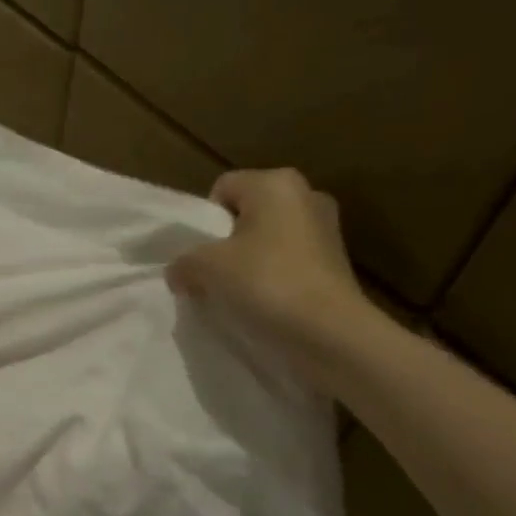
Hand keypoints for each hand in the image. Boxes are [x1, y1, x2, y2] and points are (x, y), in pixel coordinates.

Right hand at [168, 168, 374, 367]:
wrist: (329, 332)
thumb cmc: (266, 283)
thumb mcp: (205, 268)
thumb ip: (183, 262)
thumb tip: (179, 272)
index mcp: (276, 183)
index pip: (222, 189)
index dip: (204, 221)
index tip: (200, 255)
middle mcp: (306, 195)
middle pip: (246, 214)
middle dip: (225, 243)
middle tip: (212, 276)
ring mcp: (326, 229)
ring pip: (267, 240)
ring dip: (248, 263)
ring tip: (236, 294)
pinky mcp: (335, 262)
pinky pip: (287, 262)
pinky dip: (271, 279)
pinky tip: (262, 304)